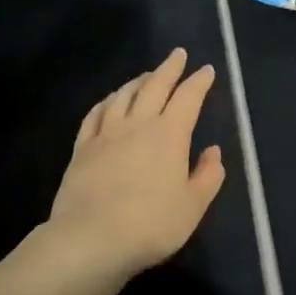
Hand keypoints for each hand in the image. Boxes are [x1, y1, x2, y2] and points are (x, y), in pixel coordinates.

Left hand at [49, 48, 225, 276]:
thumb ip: (208, 176)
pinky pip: (95, 115)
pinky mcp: (82, 148)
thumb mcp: (192, 206)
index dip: (199, 81)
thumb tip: (213, 152)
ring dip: (139, 81)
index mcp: (170, 134)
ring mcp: (107, 134)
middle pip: (155, 86)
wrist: (89, 240)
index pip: (188, 97)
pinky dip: (107, 101)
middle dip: (170, 68)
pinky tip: (110, 101)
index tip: (206, 70)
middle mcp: (139, 124)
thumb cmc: (150, 224)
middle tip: (178, 54)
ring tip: (147, 75)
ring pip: (124, 95)